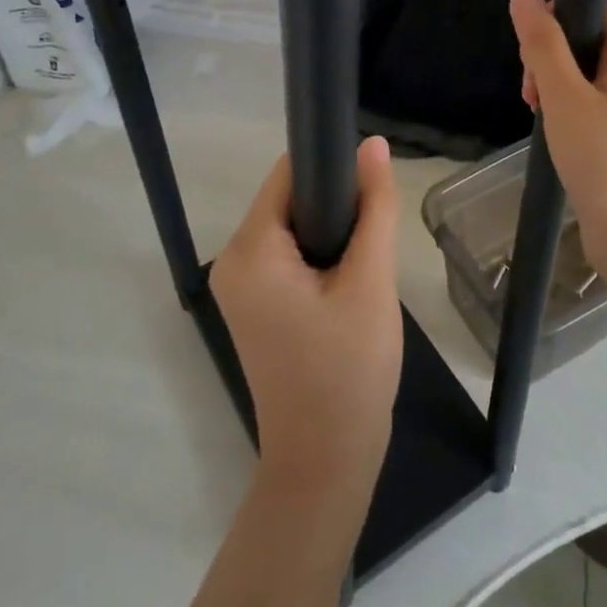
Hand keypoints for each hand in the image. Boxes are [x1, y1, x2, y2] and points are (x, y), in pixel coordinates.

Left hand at [210, 138, 403, 500]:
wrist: (326, 463)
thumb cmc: (349, 370)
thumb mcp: (371, 281)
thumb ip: (374, 206)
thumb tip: (373, 143)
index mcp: (250, 250)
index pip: (289, 173)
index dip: (333, 168)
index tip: (372, 187)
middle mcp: (232, 260)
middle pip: (289, 198)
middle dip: (335, 207)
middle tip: (373, 242)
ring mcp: (238, 285)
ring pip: (292, 226)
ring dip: (331, 234)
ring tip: (364, 267)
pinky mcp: (252, 305)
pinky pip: (286, 255)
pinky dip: (319, 256)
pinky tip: (347, 284)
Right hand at [509, 0, 606, 275]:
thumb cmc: (605, 160)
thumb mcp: (565, 96)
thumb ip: (543, 44)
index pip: (592, 6)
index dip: (555, 15)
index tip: (529, 48)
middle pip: (582, 38)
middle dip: (546, 55)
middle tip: (531, 91)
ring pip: (578, 72)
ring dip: (549, 84)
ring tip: (536, 113)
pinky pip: (583, 101)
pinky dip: (560, 108)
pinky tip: (547, 129)